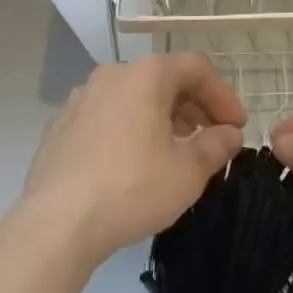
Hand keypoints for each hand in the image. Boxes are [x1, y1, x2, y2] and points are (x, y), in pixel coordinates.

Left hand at [21, 54, 245, 267]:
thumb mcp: (187, 173)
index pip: (196, 68)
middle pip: (163, 79)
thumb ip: (215, 146)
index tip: (237, 127)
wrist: (55, 224)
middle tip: (211, 138)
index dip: (223, 95)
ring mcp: (81, 97)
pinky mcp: (60, 126)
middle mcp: (113, 73)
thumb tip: (229, 134)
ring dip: (161, 117)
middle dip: (193, 106)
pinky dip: (129, 129)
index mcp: (146, 74)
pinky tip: (133, 163)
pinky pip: (106, 116)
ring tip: (175, 150)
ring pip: (133, 97)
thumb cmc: (131, 188)